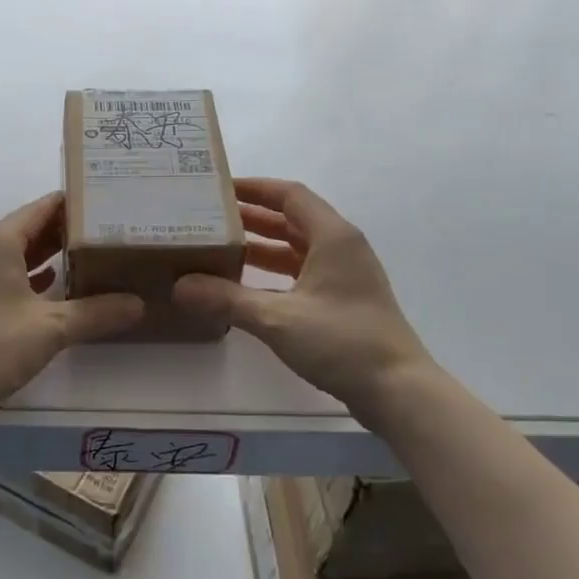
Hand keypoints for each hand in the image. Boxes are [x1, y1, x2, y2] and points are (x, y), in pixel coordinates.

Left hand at [0, 192, 143, 407]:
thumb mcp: (53, 328)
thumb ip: (97, 312)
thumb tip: (138, 305)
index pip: (39, 209)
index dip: (70, 205)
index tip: (100, 204)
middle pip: (24, 229)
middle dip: (60, 231)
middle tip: (100, 232)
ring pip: (10, 254)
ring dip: (43, 255)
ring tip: (82, 257)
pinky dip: (24, 276)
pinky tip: (49, 288)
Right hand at [173, 178, 438, 414]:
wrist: (399, 391)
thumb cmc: (342, 342)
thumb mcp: (278, 318)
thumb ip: (226, 299)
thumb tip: (179, 287)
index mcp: (333, 236)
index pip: (290, 194)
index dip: (255, 187)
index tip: (218, 188)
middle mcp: (341, 247)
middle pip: (291, 218)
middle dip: (251, 216)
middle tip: (208, 217)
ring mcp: (344, 275)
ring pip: (296, 247)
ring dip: (261, 245)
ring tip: (219, 247)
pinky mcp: (342, 300)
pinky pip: (301, 272)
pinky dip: (273, 272)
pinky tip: (245, 285)